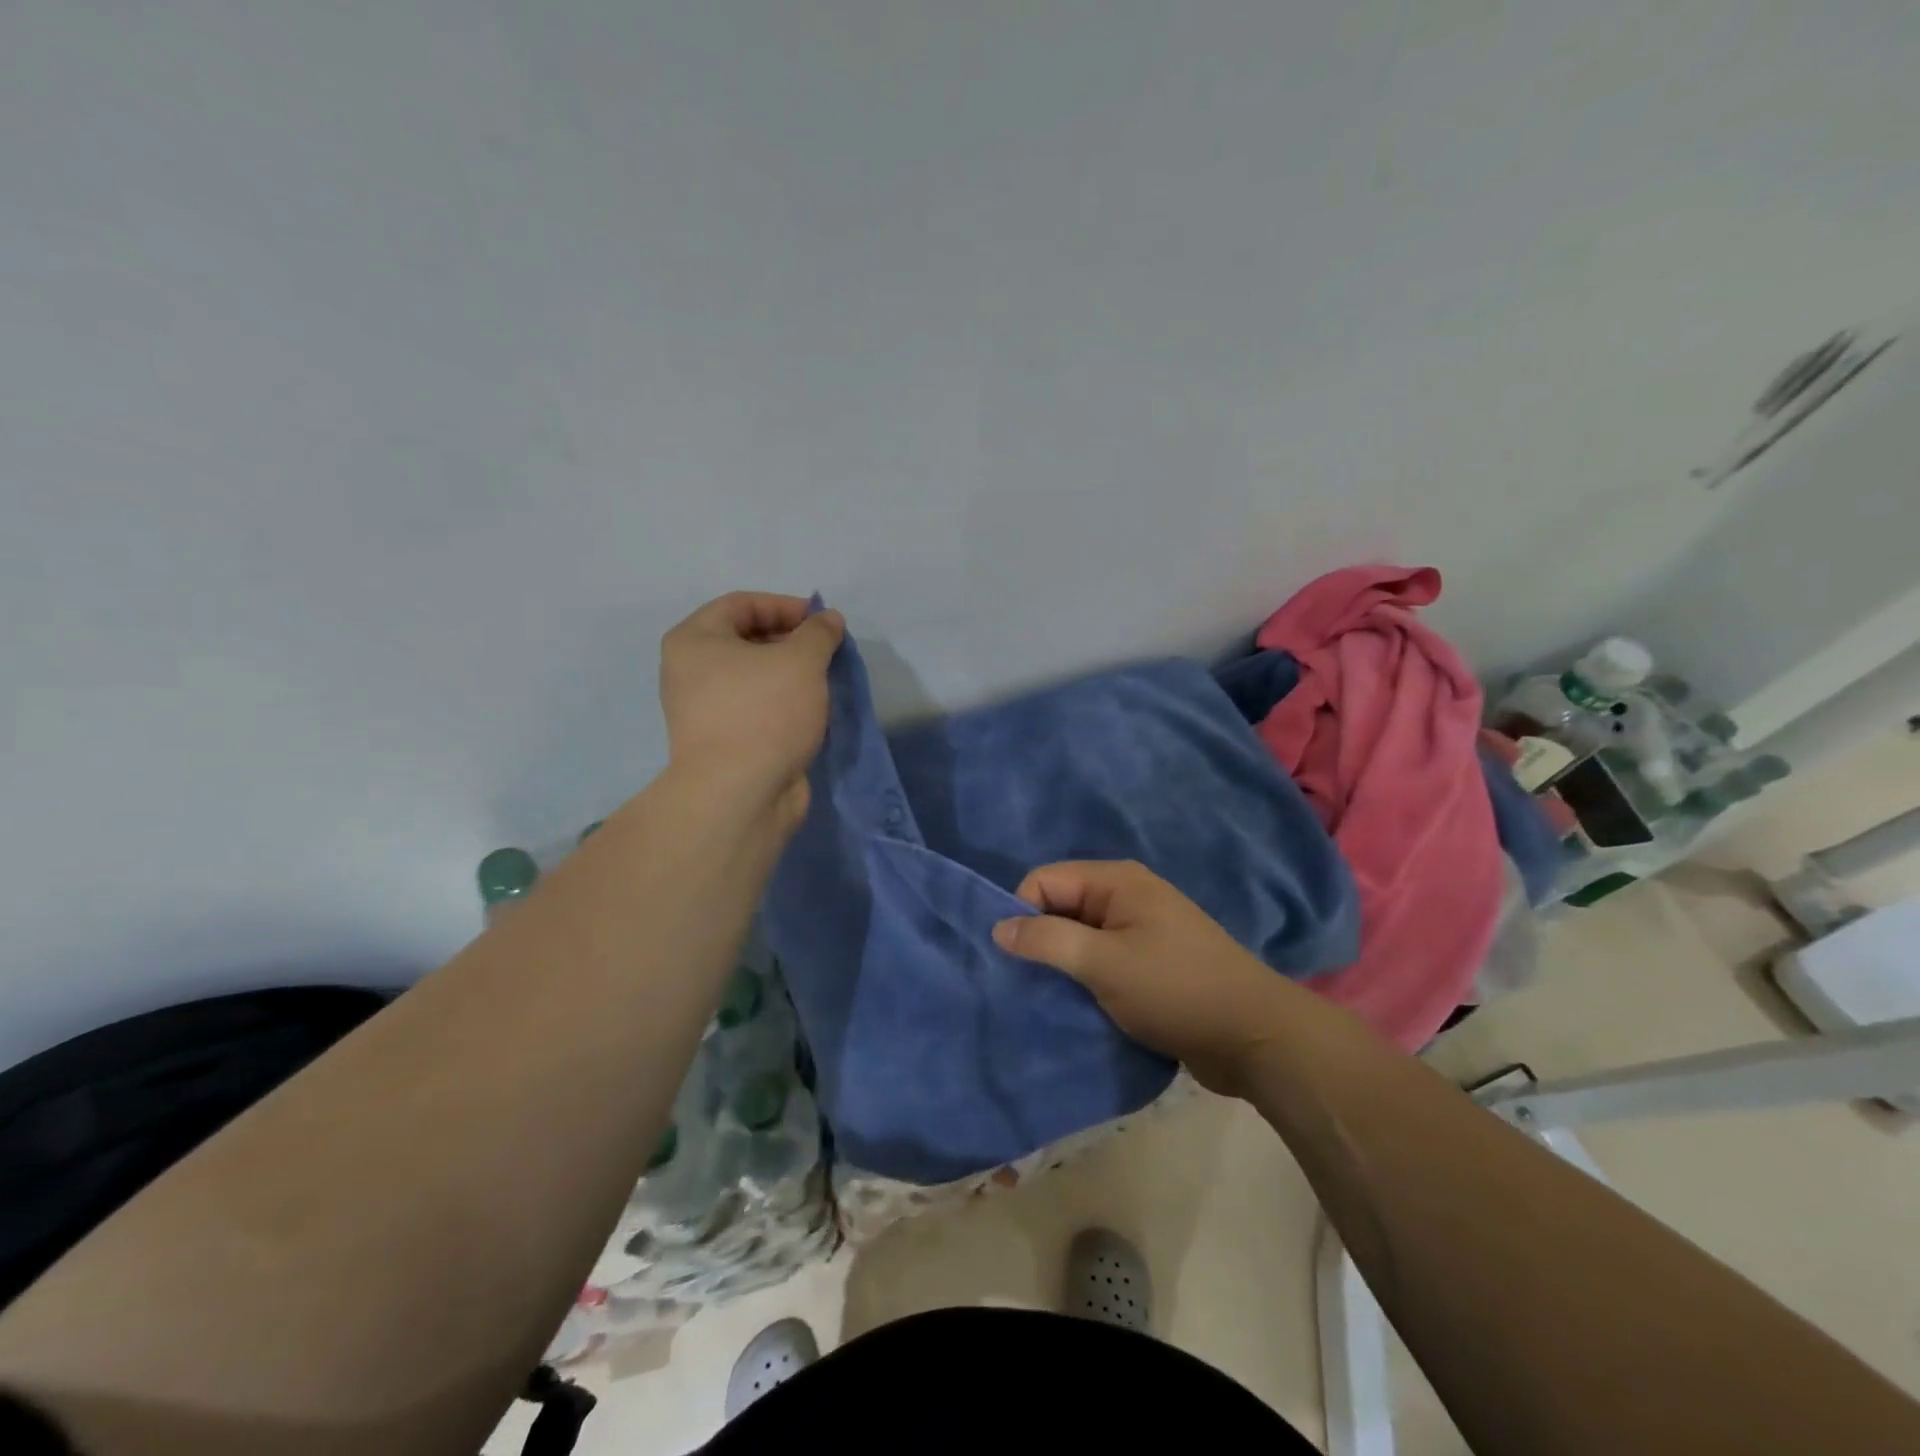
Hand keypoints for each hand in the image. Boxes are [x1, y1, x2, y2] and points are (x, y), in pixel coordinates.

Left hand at [659, 592, 844, 822]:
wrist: (739, 795)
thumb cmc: (764, 713)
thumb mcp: (801, 661)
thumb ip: (818, 633)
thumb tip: (828, 620)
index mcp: (693, 641)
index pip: (742, 604)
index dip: (786, 606)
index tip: (823, 623)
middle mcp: (689, 671)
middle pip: (745, 639)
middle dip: (790, 641)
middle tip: (827, 653)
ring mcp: (703, 710)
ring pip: (753, 677)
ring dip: (790, 674)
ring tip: (823, 682)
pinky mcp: (722, 741)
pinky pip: (755, 708)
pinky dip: (782, 703)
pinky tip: (810, 712)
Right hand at [992, 861, 1290, 1095]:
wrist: (1255, 1037)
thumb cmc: (1176, 989)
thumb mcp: (1104, 963)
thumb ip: (1048, 940)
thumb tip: (998, 927)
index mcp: (1116, 881)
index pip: (1044, 880)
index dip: (1021, 912)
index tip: (1011, 959)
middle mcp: (1126, 896)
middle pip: (1061, 906)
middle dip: (1038, 940)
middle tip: (1021, 983)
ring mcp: (1140, 930)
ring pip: (1079, 937)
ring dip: (1060, 964)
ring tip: (1044, 997)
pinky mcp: (1149, 963)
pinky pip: (1100, 960)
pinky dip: (1083, 979)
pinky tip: (1074, 1005)